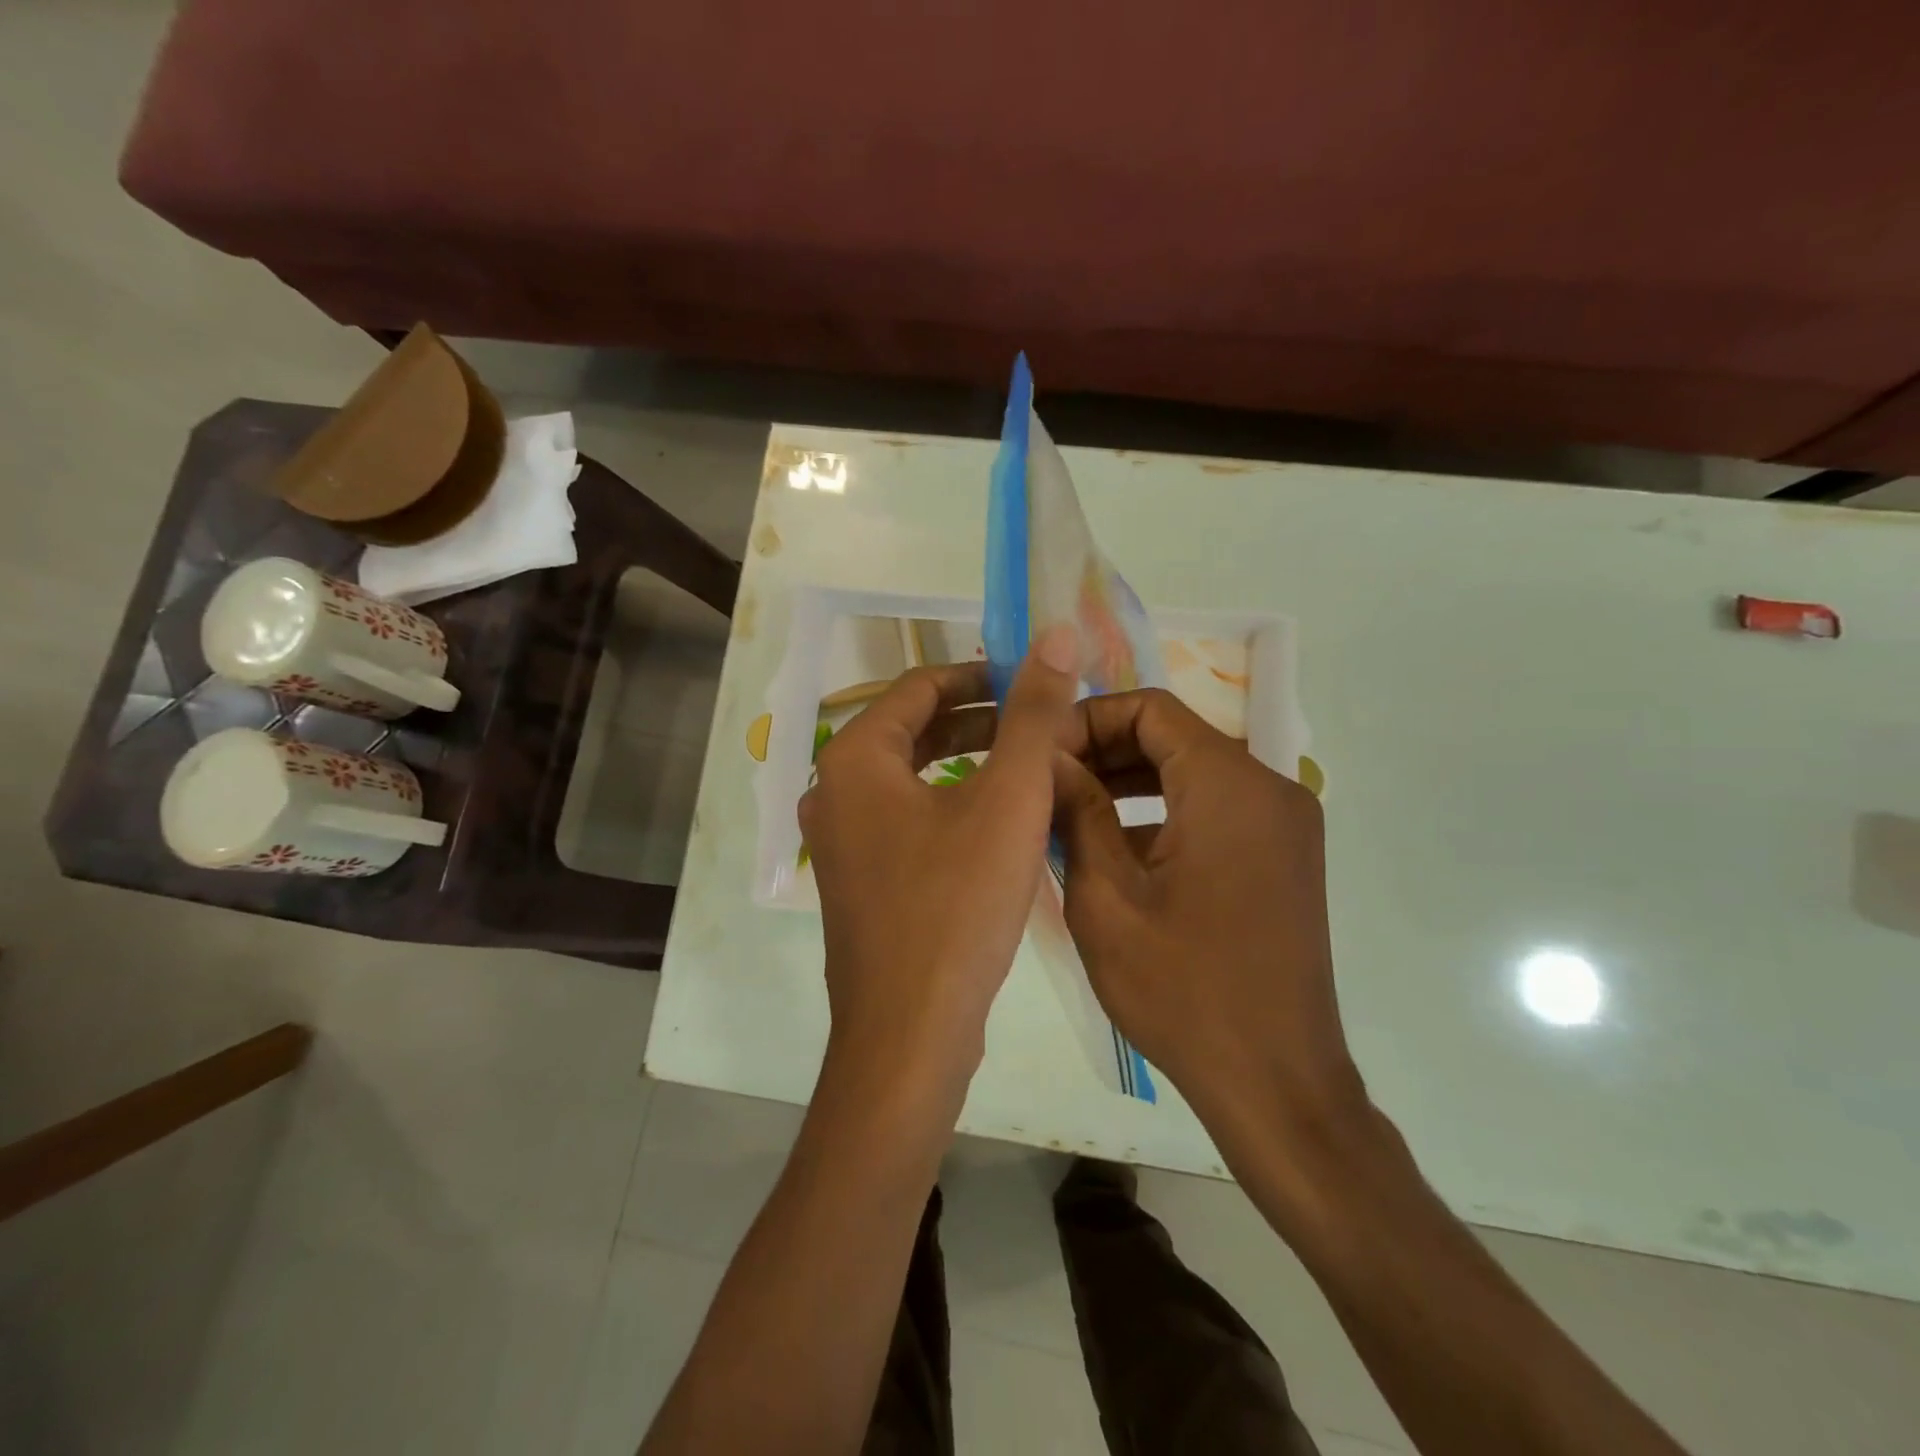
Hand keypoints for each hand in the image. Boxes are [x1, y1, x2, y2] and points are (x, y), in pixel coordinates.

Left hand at [800, 625, 1079, 1097]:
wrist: (909, 1033)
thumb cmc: (956, 906)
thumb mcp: (1008, 799)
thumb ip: (1033, 713)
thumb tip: (1057, 633)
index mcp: (854, 758)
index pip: (919, 686)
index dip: (980, 675)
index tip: (1033, 681)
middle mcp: (833, 791)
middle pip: (912, 730)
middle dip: (978, 719)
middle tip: (1040, 722)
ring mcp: (842, 841)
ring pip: (911, 777)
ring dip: (967, 762)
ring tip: (1028, 765)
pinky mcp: (859, 882)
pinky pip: (906, 819)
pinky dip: (949, 804)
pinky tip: (996, 822)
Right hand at [1051, 688, 1367, 1141]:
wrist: (1276, 1084)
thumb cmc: (1182, 990)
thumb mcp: (1105, 897)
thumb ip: (1075, 810)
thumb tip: (1045, 754)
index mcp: (1229, 785)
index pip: (1150, 708)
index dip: (1088, 719)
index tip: (1041, 755)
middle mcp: (1268, 788)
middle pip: (1173, 736)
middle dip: (1104, 751)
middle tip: (1045, 784)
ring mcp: (1283, 824)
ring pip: (1192, 773)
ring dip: (1129, 783)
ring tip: (1067, 814)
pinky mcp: (1283, 857)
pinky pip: (1214, 810)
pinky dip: (1163, 813)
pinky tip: (1114, 850)